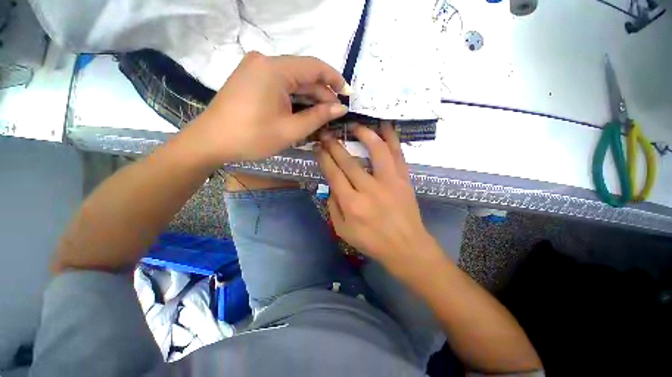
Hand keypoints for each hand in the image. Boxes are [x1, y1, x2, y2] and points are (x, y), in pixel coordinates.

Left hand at [189, 52, 350, 162]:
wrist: (211, 142)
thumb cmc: (252, 137)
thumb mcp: (290, 130)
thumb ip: (318, 116)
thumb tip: (341, 108)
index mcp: (275, 69)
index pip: (314, 67)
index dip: (334, 80)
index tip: (347, 94)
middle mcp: (265, 61)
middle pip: (303, 74)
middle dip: (322, 93)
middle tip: (335, 112)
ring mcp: (256, 69)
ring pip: (292, 81)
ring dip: (309, 97)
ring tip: (323, 115)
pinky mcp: (251, 79)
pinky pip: (280, 85)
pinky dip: (295, 98)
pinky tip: (303, 111)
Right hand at [316, 123, 435, 268]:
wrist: (406, 247)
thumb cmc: (372, 242)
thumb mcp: (343, 231)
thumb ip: (333, 207)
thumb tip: (332, 186)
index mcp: (352, 204)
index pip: (334, 174)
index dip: (324, 159)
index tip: (318, 147)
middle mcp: (369, 189)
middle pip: (349, 161)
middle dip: (335, 145)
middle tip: (327, 134)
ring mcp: (389, 182)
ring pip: (376, 151)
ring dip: (365, 135)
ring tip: (356, 126)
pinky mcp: (404, 180)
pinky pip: (398, 155)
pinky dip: (392, 138)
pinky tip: (385, 126)